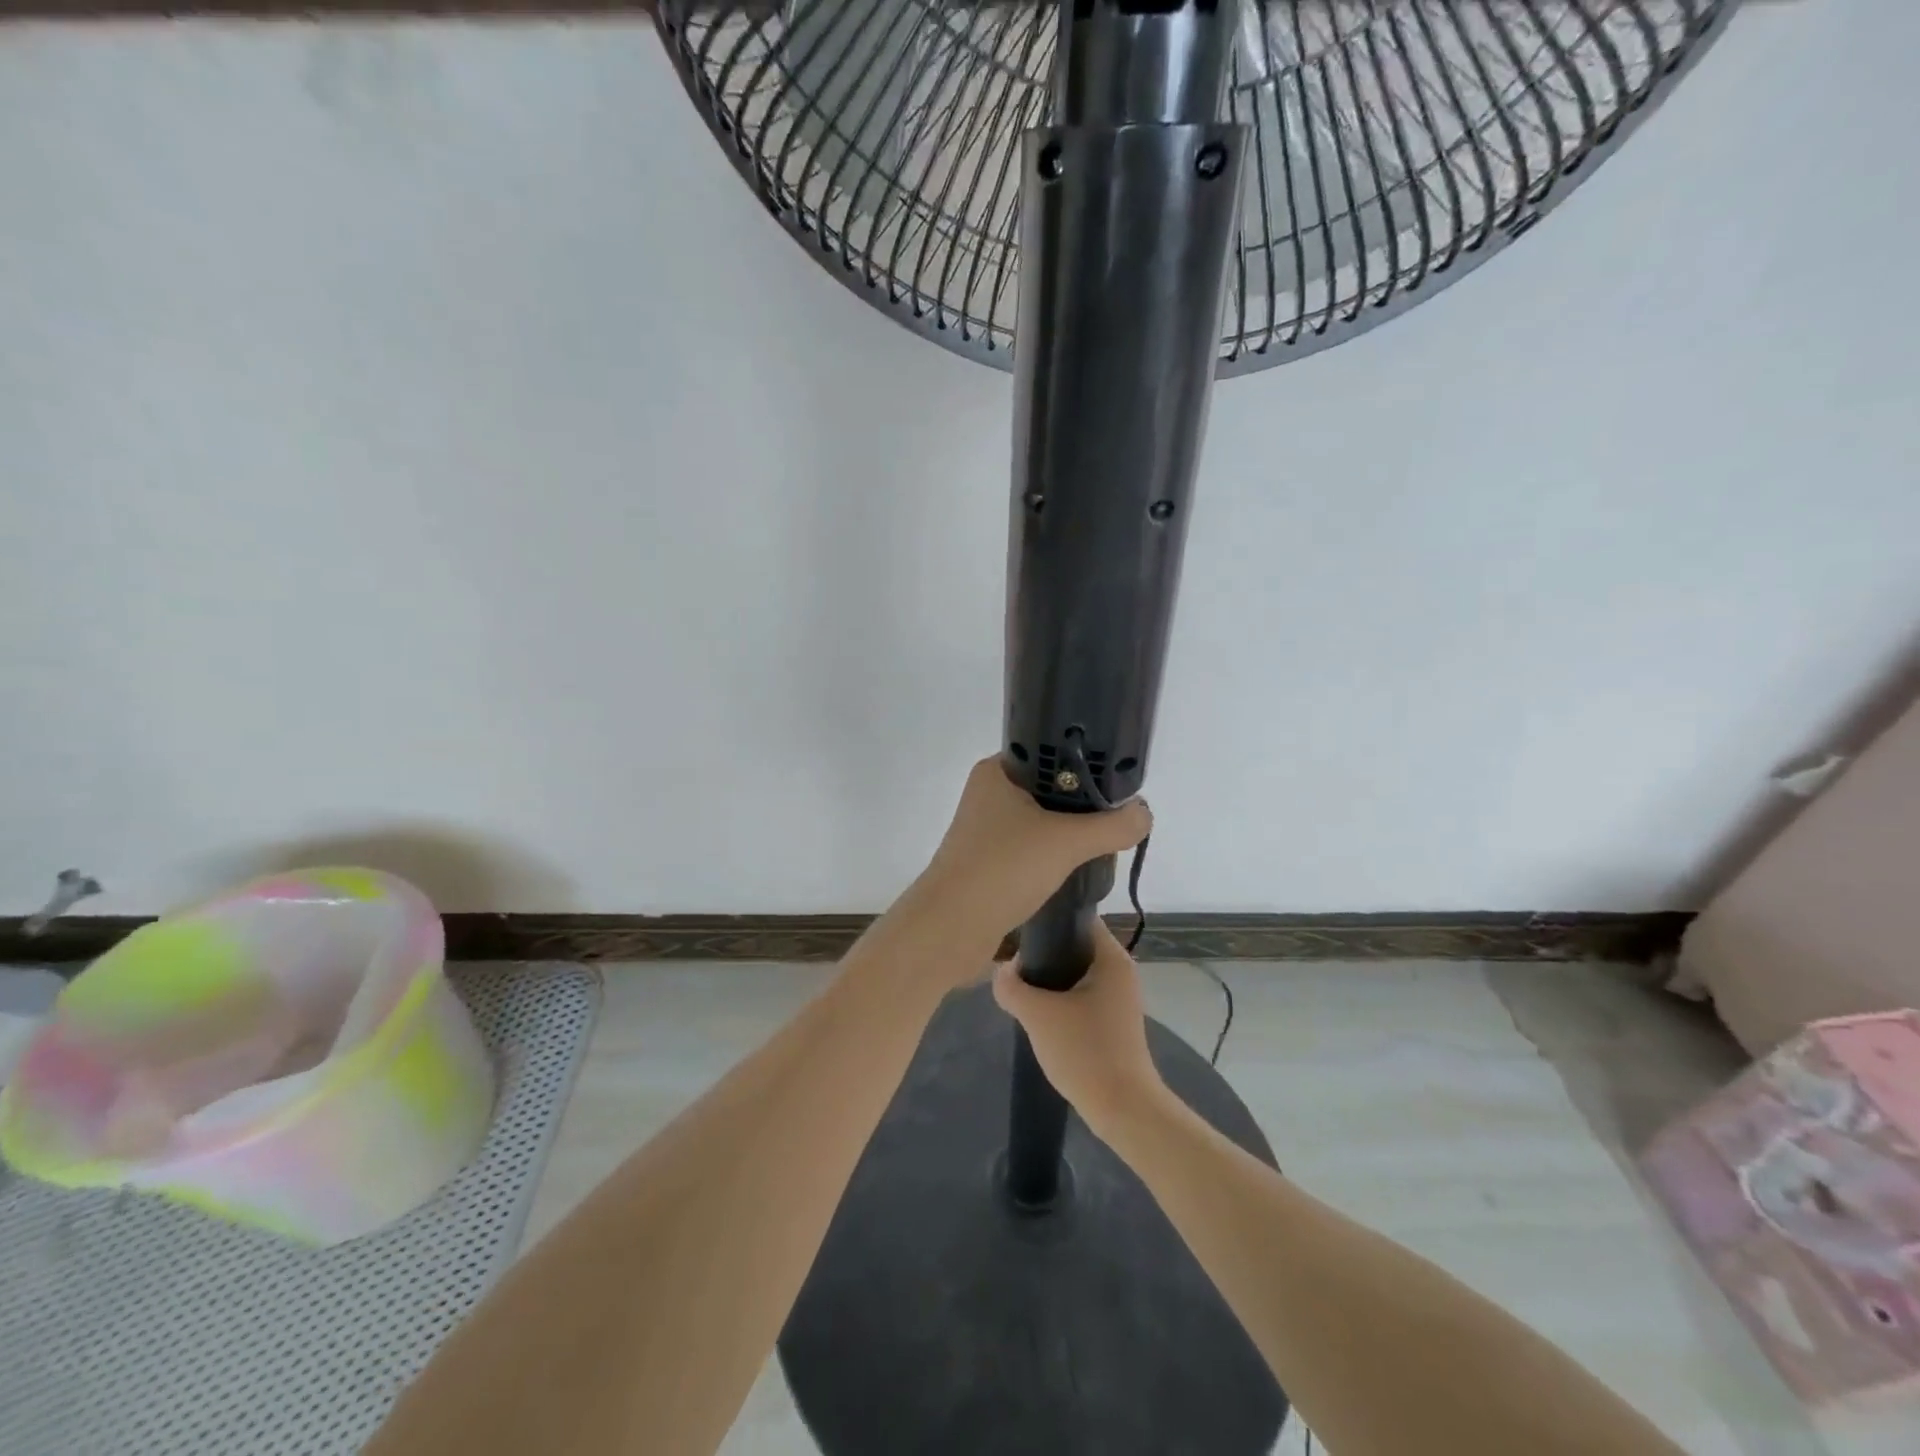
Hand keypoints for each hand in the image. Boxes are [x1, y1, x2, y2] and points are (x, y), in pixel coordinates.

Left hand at [920, 756, 1150, 944]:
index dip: (1086, 765)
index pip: (1050, 754)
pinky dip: (1054, 856)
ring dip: (1070, 834)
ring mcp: (987, 830)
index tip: (1120, 783)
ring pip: (1042, 823)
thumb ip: (1111, 826)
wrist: (951, 928)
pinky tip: (1077, 869)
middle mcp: (989, 794)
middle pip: (1051, 790)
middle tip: (1118, 819)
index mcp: (997, 772)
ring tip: (1104, 845)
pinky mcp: (990, 862)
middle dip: (1084, 805)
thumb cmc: (1003, 869)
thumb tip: (1144, 814)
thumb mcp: (1067, 842)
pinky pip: (1031, 850)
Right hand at [992, 919, 1164, 1134]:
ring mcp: (1118, 997)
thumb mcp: (1037, 1014)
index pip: (1078, 918)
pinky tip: (1037, 1013)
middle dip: (1042, 952)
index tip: (1018, 929)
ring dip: (1048, 978)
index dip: (1047, 920)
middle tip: (1011, 960)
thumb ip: (1011, 986)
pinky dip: (1059, 998)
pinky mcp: (1112, 1021)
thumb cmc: (1084, 1050)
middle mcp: (1119, 970)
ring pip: (1075, 973)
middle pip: (1074, 945)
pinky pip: (1080, 996)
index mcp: (1111, 957)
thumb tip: (1001, 971)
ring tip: (1018, 986)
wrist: (1123, 1108)